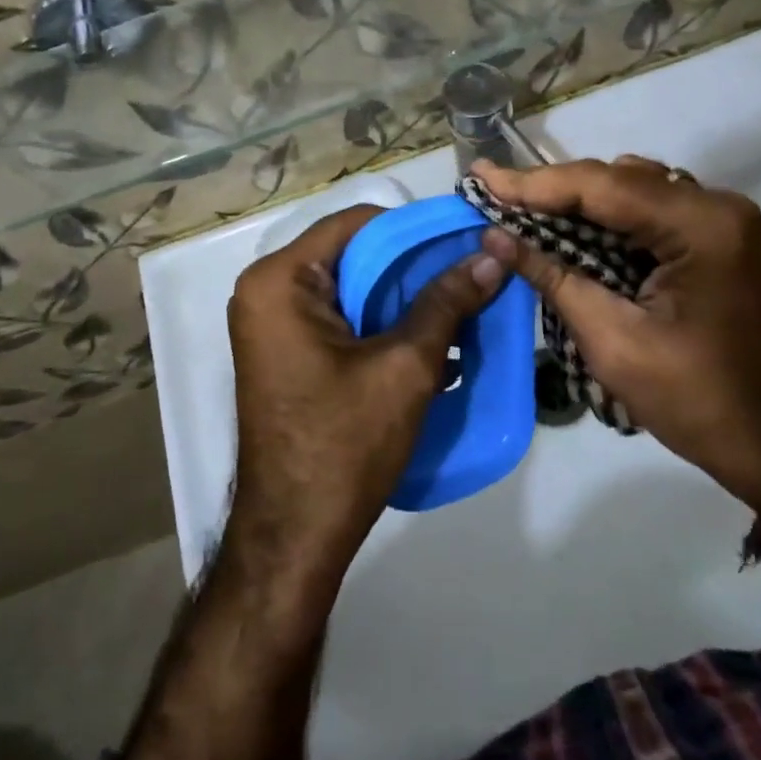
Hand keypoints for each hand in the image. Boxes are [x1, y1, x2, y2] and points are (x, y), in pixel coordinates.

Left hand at [226, 206, 505, 586]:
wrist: (296, 536)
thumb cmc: (344, 443)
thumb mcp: (405, 366)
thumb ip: (447, 302)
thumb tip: (493, 253)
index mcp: (280, 280)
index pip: (356, 223)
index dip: (413, 228)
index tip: (463, 237)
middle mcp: (267, 291)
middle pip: (352, 254)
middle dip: (412, 265)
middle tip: (469, 269)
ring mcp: (272, 323)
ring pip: (350, 287)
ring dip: (401, 297)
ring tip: (459, 301)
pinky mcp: (286, 352)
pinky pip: (340, 317)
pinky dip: (380, 322)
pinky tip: (429, 338)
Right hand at [472, 157, 760, 521]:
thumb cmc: (702, 403)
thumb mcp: (616, 343)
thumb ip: (554, 279)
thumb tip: (494, 237)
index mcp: (700, 225)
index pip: (601, 186)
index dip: (533, 183)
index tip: (480, 178)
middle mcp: (713, 205)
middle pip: (614, 180)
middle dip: (549, 190)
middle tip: (490, 191)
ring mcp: (716, 219)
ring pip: (627, 191)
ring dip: (573, 202)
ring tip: (515, 207)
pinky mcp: (712, 237)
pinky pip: (644, 212)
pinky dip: (601, 219)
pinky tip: (563, 229)